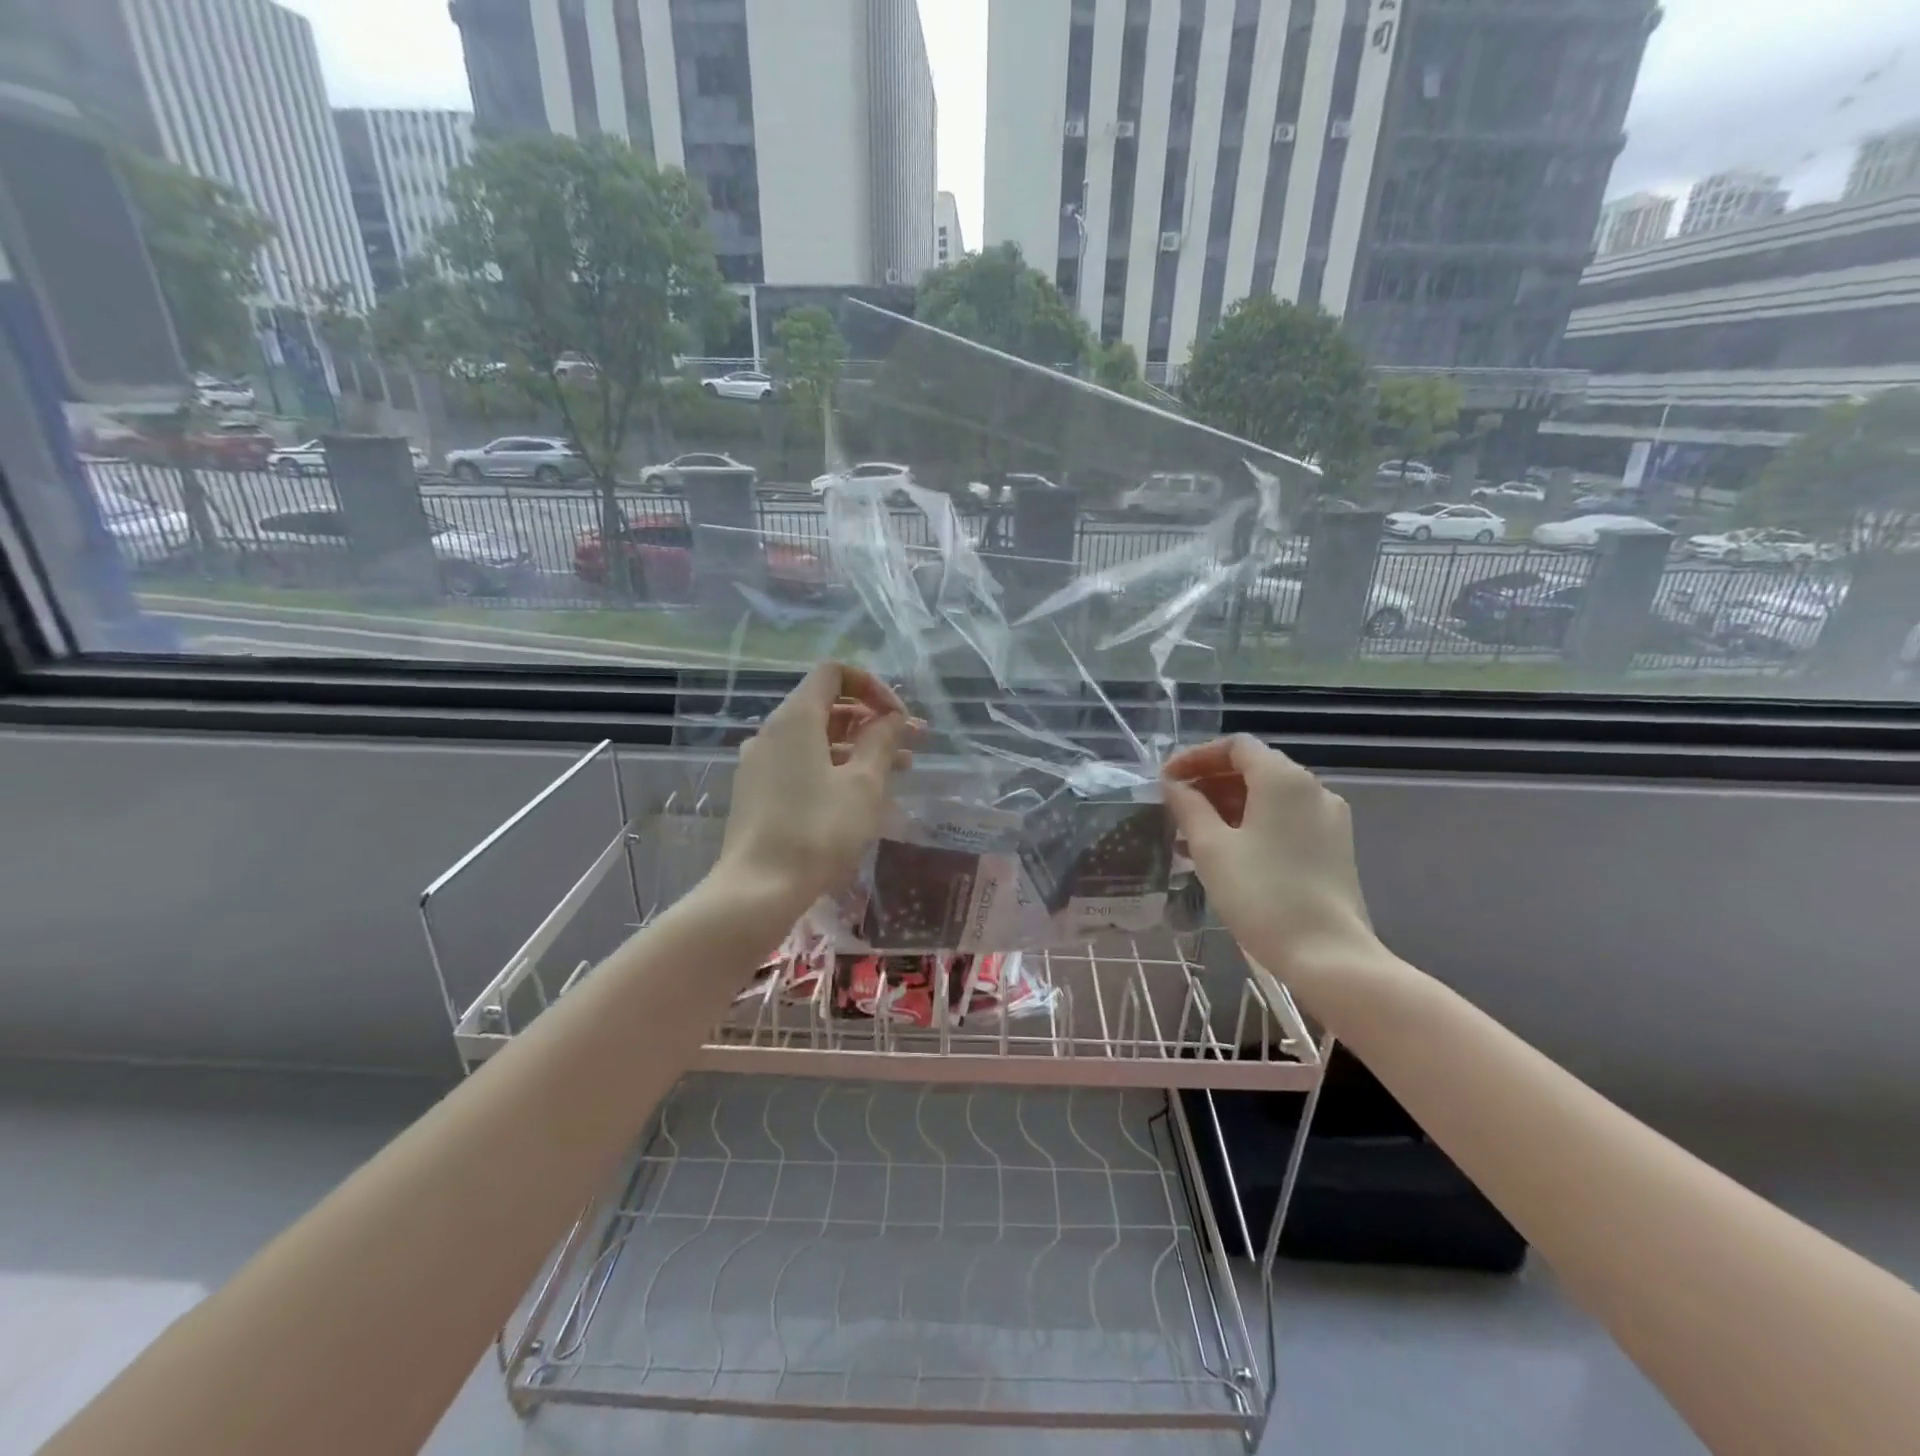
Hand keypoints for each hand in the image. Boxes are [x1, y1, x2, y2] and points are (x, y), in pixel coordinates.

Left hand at [714, 663, 917, 912]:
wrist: (757, 889)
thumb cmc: (817, 831)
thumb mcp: (863, 785)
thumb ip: (881, 742)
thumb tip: (892, 718)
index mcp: (795, 718)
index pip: (834, 674)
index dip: (872, 686)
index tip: (898, 716)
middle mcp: (772, 732)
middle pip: (827, 707)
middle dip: (873, 720)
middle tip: (912, 744)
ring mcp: (760, 763)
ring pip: (817, 739)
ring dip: (859, 747)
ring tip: (899, 770)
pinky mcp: (757, 791)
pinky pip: (801, 763)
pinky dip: (834, 767)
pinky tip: (862, 794)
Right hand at [1162, 735, 1380, 981]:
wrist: (1328, 954)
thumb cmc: (1262, 894)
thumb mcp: (1211, 848)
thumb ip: (1188, 807)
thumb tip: (1175, 785)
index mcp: (1283, 779)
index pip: (1236, 746)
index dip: (1197, 757)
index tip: (1166, 779)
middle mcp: (1312, 789)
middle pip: (1254, 768)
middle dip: (1210, 782)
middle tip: (1175, 805)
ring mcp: (1328, 819)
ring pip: (1269, 797)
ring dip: (1228, 805)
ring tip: (1191, 833)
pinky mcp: (1333, 847)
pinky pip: (1285, 820)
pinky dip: (1252, 823)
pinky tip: (1225, 852)